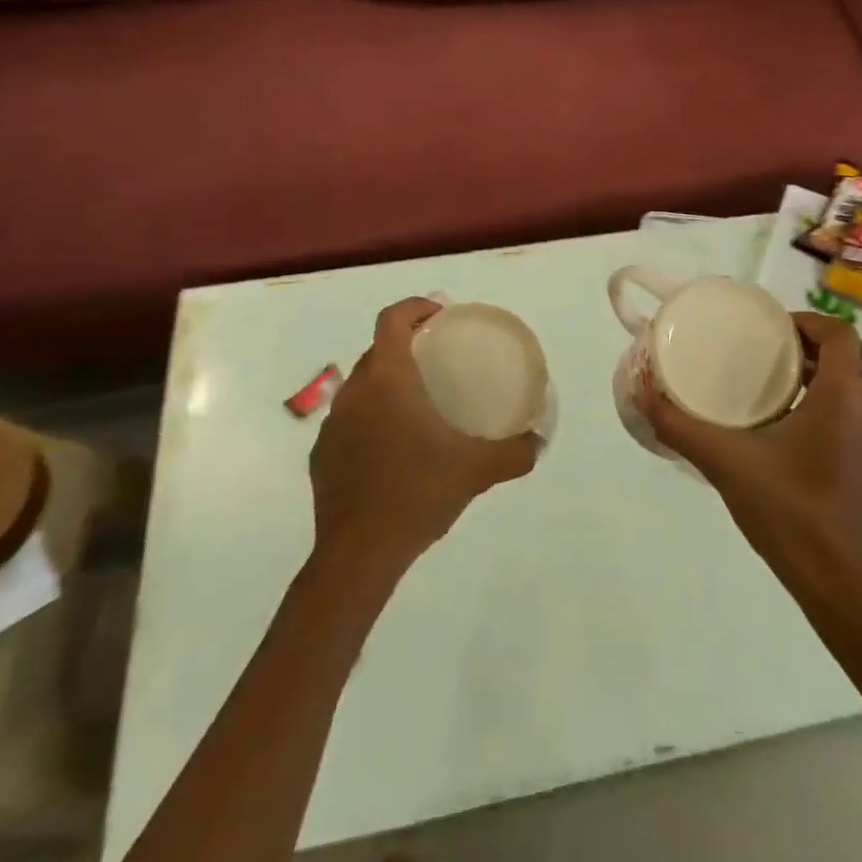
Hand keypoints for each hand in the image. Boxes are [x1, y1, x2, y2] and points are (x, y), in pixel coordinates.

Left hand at [310, 298, 539, 572]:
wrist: (358, 554)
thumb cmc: (418, 494)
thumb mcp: (476, 470)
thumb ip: (514, 452)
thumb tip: (539, 442)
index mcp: (388, 380)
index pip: (392, 320)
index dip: (415, 307)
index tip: (440, 315)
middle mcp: (355, 393)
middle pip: (377, 350)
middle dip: (406, 345)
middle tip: (437, 359)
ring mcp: (332, 425)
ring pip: (361, 386)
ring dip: (386, 383)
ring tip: (417, 403)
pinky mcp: (322, 455)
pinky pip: (349, 420)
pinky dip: (370, 418)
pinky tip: (392, 448)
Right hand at [641, 313, 861, 574]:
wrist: (832, 580)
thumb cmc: (785, 508)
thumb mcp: (724, 461)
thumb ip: (680, 426)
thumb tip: (642, 393)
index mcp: (841, 398)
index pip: (840, 334)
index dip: (808, 320)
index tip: (772, 329)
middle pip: (842, 361)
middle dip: (802, 350)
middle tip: (760, 354)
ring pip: (845, 392)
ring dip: (812, 381)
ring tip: (767, 390)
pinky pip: (847, 420)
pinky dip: (820, 410)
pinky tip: (784, 434)